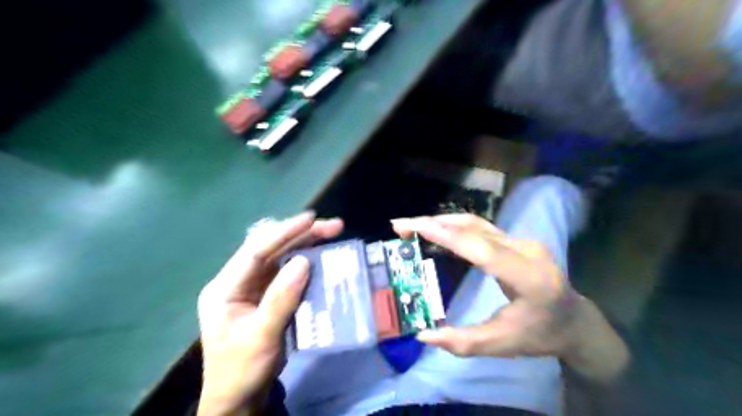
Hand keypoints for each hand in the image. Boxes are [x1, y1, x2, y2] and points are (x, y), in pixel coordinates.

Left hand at [196, 213, 342, 415]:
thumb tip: (304, 261)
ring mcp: (253, 287)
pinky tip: (322, 257)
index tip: (310, 219)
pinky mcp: (267, 296)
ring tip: (332, 234)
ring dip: (306, 245)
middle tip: (332, 227)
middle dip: (300, 235)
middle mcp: (238, 281)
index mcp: (225, 288)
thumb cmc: (242, 370)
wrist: (238, 399)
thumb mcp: (261, 337)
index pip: (255, 251)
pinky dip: (306, 263)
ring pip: (281, 257)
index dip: (284, 232)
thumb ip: (281, 299)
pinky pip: (288, 273)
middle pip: (270, 249)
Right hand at [391, 214, 627, 383]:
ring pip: (476, 222)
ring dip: (441, 221)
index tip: (414, 227)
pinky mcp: (517, 239)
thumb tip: (423, 334)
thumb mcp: (501, 345)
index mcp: (529, 278)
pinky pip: (480, 227)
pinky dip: (453, 226)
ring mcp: (523, 241)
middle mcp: (527, 251)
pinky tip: (436, 229)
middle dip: (434, 223)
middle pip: (475, 228)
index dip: (446, 235)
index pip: (482, 249)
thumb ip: (462, 342)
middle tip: (400, 226)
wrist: (576, 321)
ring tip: (412, 226)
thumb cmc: (540, 335)